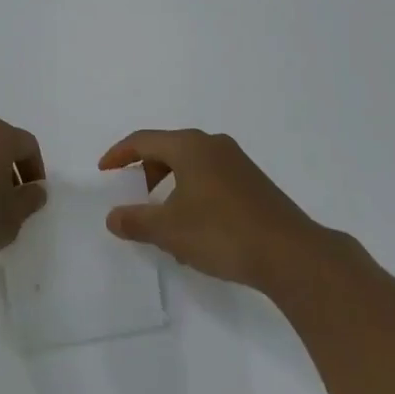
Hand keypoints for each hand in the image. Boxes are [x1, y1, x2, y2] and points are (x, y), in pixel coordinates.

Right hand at [100, 129, 328, 293]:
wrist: (290, 253)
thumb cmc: (222, 233)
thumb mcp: (170, 230)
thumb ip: (136, 220)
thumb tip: (113, 216)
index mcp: (190, 146)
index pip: (144, 140)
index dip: (120, 154)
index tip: (104, 171)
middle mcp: (213, 144)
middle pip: (168, 149)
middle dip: (146, 171)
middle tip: (134, 195)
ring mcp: (237, 162)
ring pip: (191, 164)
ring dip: (170, 185)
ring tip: (164, 219)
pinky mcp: (253, 182)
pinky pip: (210, 176)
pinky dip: (192, 192)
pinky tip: (195, 226)